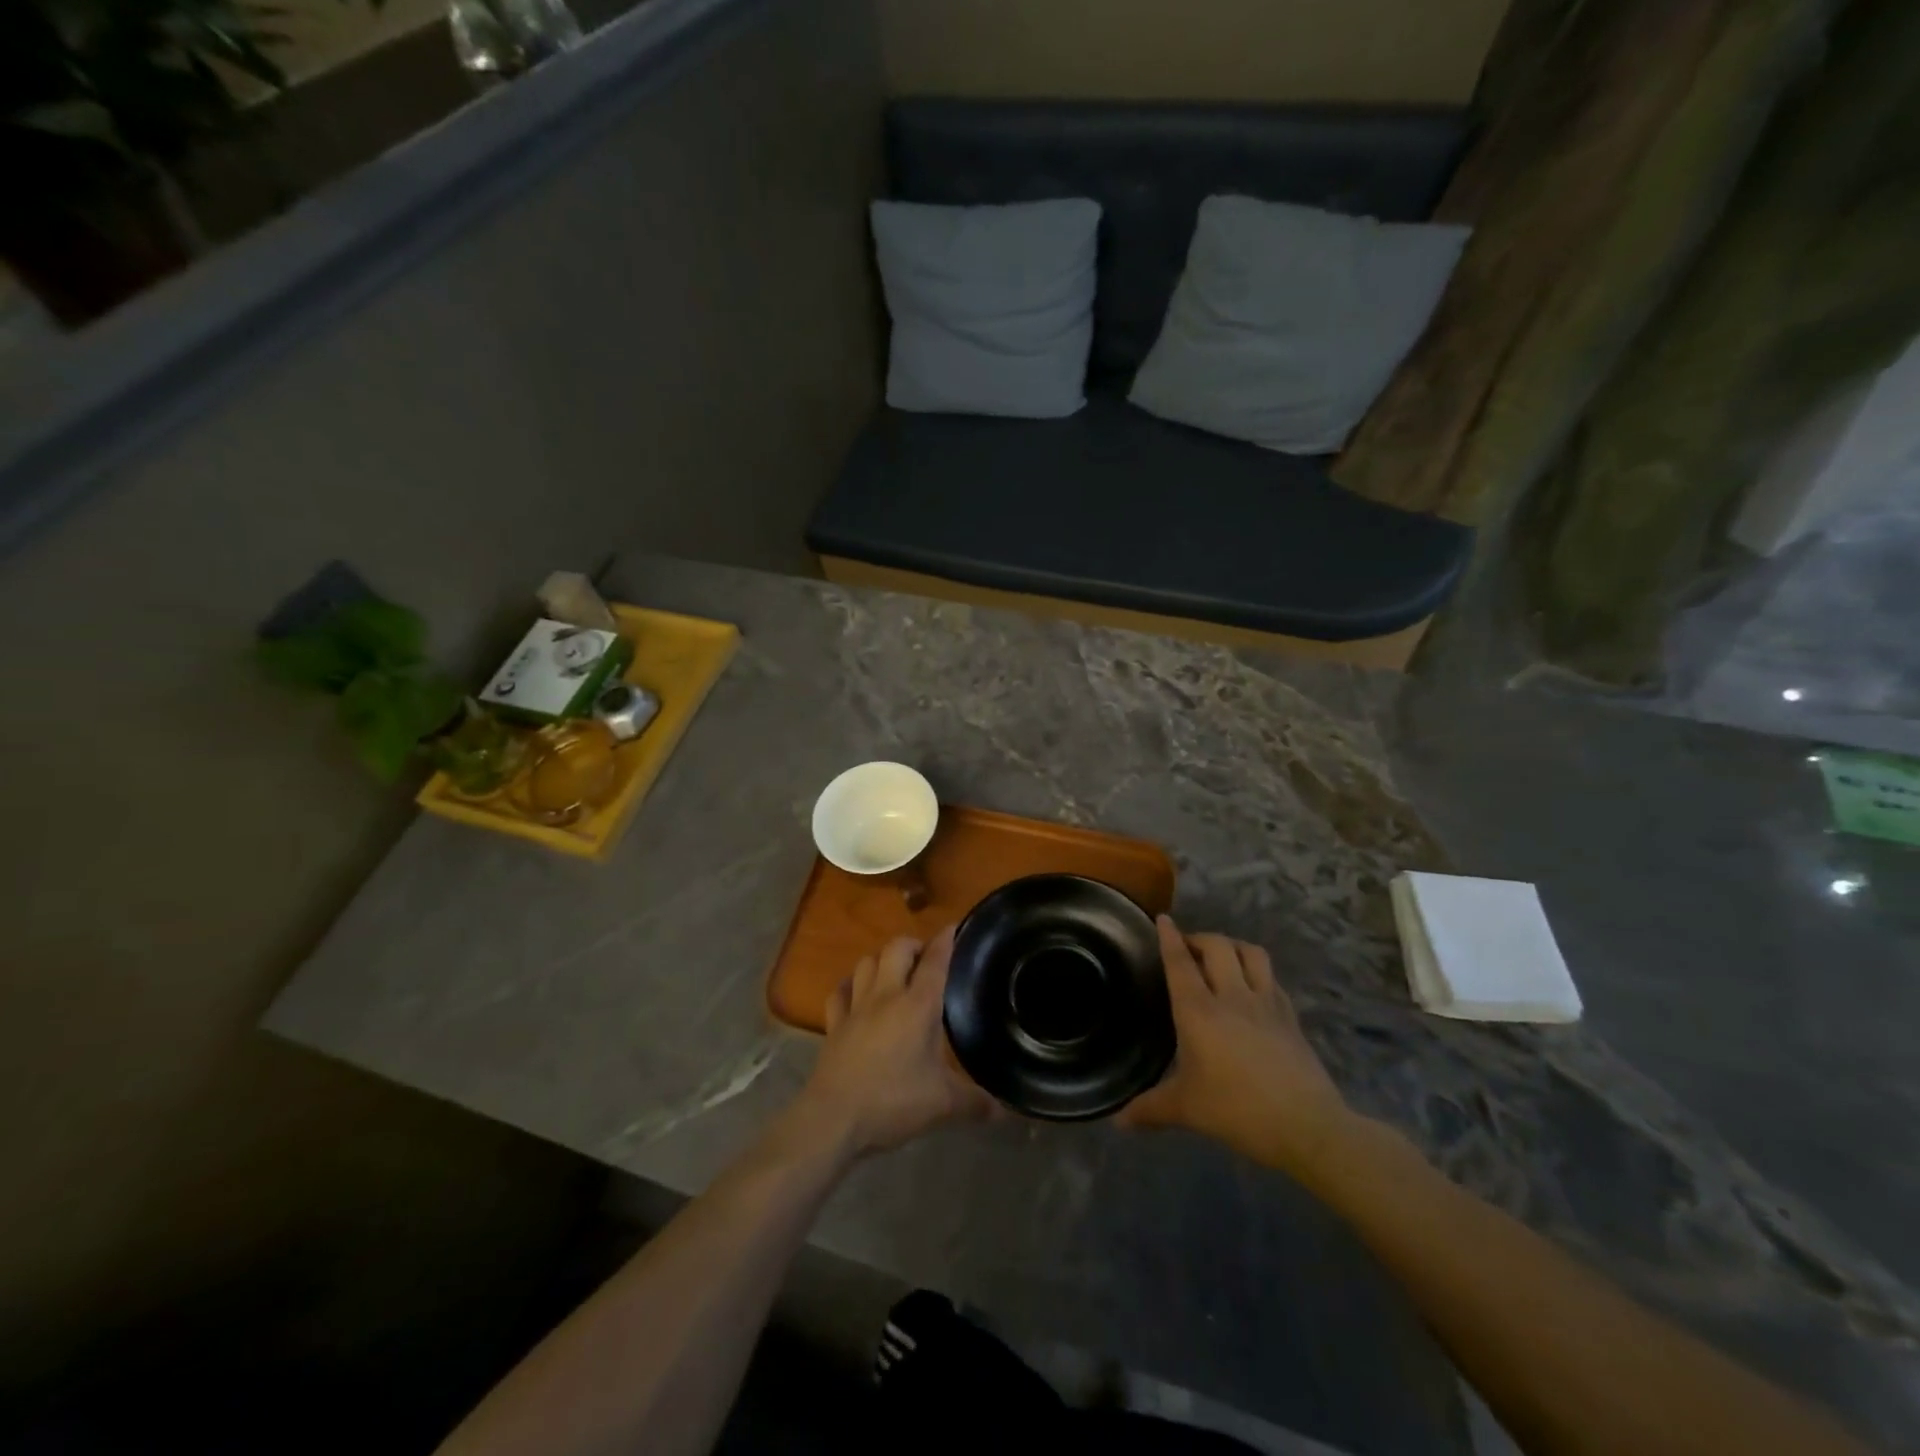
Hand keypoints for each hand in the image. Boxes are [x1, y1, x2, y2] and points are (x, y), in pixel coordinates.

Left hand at [797, 926, 993, 1156]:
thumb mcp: (942, 1105)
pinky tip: (856, 992)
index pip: (935, 961)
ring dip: (882, 960)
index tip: (954, 927)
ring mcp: (856, 1007)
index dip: (946, 940)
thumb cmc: (893, 1102)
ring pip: (866, 962)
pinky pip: (840, 992)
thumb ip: (976, 1103)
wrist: (834, 1118)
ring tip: (894, 971)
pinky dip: (850, 985)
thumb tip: (1005, 1110)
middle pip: (897, 948)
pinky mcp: (834, 1024)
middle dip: (913, 944)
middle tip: (926, 957)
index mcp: (918, 1006)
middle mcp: (886, 996)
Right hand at [1119, 916, 1352, 1175]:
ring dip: (1233, 945)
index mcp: (1199, 1010)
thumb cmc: (1237, 1111)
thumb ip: (1150, 1109)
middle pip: (1217, 946)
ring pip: (1251, 953)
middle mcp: (1231, 995)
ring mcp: (1266, 1002)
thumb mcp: (1186, 1110)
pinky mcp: (1290, 1015)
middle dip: (1200, 938)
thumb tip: (1118, 1122)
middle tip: (1187, 948)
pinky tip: (1254, 986)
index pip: (1180, 962)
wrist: (1307, 1125)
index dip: (1169, 937)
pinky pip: (1272, 978)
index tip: (1163, 918)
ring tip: (1222, 956)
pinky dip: (1258, 971)